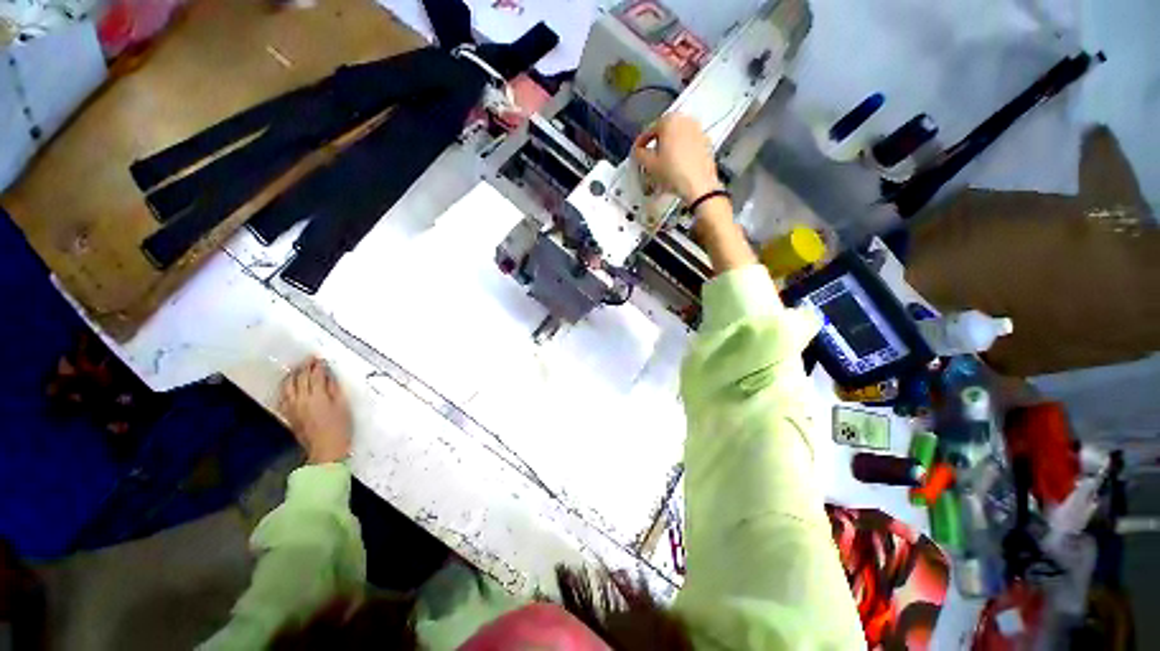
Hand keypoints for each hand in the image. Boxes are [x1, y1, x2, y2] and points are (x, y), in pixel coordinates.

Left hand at [278, 356, 351, 463]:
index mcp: (317, 396)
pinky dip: (286, 388)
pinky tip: (289, 385)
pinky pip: (283, 396)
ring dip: (293, 375)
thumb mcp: (343, 406)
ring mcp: (291, 407)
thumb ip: (334, 389)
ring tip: (298, 369)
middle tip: (310, 359)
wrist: (325, 449)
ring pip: (288, 386)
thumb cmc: (340, 427)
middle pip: (300, 378)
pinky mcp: (288, 415)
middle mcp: (301, 399)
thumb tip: (329, 377)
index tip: (320, 358)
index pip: (315, 375)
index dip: (318, 365)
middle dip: (305, 367)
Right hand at [633, 113, 720, 204]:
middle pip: (665, 131)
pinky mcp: (706, 142)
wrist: (698, 185)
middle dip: (656, 144)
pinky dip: (681, 152)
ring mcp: (698, 130)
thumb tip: (639, 151)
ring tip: (663, 164)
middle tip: (650, 158)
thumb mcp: (649, 164)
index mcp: (669, 120)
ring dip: (669, 147)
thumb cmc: (673, 172)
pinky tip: (677, 166)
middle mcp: (685, 120)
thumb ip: (639, 154)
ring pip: (677, 137)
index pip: (649, 130)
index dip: (640, 143)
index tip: (637, 153)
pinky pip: (688, 144)